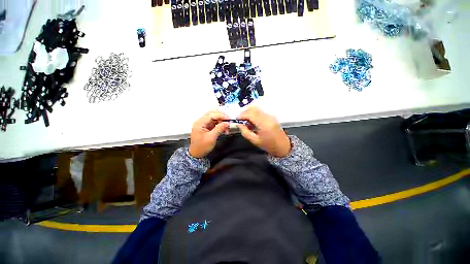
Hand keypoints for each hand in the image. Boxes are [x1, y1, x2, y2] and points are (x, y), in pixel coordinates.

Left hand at [189, 110, 229, 157]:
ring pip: (214, 118)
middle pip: (212, 114)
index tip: (229, 118)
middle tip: (228, 121)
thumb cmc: (202, 147)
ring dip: (221, 121)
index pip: (211, 114)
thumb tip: (227, 123)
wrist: (197, 154)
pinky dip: (220, 124)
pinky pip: (214, 122)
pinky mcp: (206, 126)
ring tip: (227, 127)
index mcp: (199, 123)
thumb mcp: (211, 138)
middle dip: (221, 117)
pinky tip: (224, 129)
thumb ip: (219, 128)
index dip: (220, 115)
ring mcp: (203, 123)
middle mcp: (201, 121)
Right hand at [237, 106, 290, 157]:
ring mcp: (270, 115)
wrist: (283, 146)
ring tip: (246, 121)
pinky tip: (252, 121)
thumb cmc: (269, 145)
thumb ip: (245, 132)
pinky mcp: (271, 115)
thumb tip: (238, 124)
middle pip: (253, 108)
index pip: (250, 114)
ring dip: (249, 112)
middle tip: (240, 120)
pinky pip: (260, 111)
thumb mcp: (254, 140)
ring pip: (256, 108)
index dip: (241, 115)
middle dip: (244, 112)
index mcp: (263, 124)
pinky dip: (254, 113)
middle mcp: (267, 116)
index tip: (236, 119)